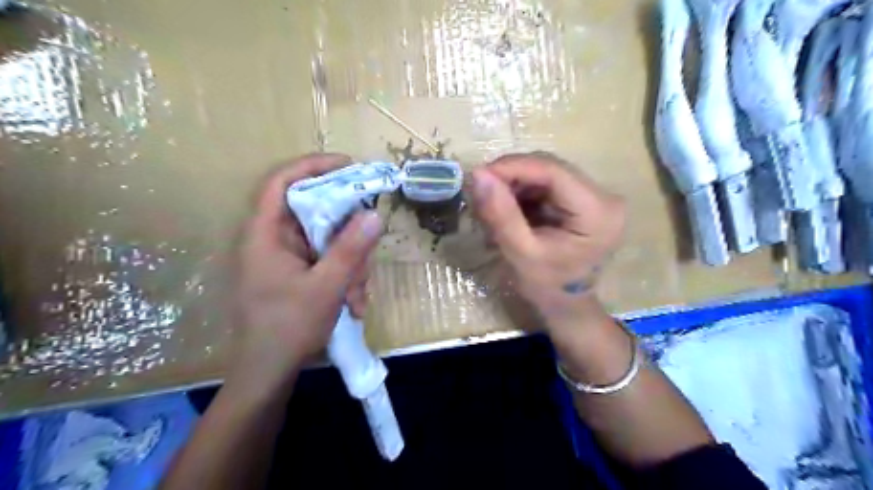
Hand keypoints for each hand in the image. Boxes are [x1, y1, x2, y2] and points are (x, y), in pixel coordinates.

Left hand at [236, 155, 383, 380]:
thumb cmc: (288, 329)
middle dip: (348, 235)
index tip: (350, 166)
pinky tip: (353, 303)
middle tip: (368, 253)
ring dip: (351, 265)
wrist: (268, 373)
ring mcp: (286, 258)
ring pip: (327, 240)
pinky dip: (344, 276)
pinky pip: (327, 260)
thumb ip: (350, 250)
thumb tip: (374, 214)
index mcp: (265, 234)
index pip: (282, 182)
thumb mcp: (326, 288)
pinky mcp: (297, 272)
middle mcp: (273, 240)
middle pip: (315, 213)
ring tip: (358, 297)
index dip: (313, 166)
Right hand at [472, 154, 627, 334]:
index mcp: (598, 212)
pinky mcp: (583, 199)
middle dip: (511, 176)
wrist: (566, 304)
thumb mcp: (521, 253)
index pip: (553, 171)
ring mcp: (595, 196)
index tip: (479, 175)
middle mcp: (604, 196)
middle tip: (481, 191)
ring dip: (515, 184)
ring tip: (492, 204)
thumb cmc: (547, 287)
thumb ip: (501, 214)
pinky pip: (547, 184)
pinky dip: (522, 192)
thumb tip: (479, 173)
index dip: (513, 166)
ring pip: (546, 173)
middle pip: (550, 168)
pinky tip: (508, 208)